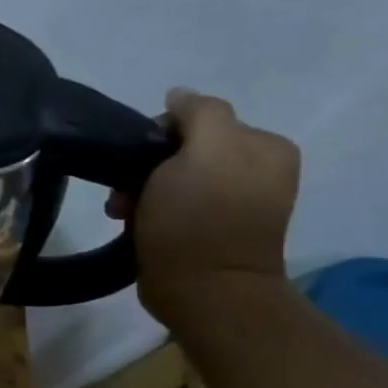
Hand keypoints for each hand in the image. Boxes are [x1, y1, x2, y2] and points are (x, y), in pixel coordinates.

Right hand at [107, 88, 300, 328]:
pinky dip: (148, 211)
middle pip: (182, 150)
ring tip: (123, 213)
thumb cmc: (199, 218)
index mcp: (264, 146)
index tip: (137, 162)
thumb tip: (180, 95)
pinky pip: (171, 205)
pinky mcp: (210, 230)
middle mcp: (256, 170)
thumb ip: (199, 113)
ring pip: (170, 178)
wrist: (202, 291)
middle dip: (146, 167)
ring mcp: (234, 203)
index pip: (198, 119)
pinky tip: (136, 224)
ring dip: (140, 191)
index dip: (158, 135)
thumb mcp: (204, 151)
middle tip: (126, 192)